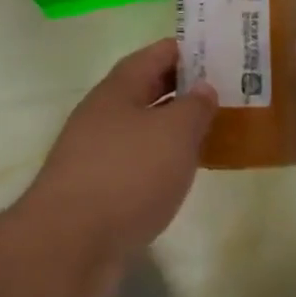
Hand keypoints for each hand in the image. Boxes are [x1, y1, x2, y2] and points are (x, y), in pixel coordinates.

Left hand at [23, 39, 217, 277]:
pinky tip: (183, 174)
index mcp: (118, 88)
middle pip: (148, 90)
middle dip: (186, 89)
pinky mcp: (96, 191)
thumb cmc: (127, 174)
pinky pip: (137, 163)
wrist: (67, 246)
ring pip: (144, 128)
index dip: (190, 49)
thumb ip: (195, 106)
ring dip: (175, 128)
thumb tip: (203, 88)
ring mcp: (96, 153)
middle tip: (227, 91)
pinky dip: (162, 162)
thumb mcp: (174, 132)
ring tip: (214, 131)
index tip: (223, 52)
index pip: (157, 54)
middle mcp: (103, 114)